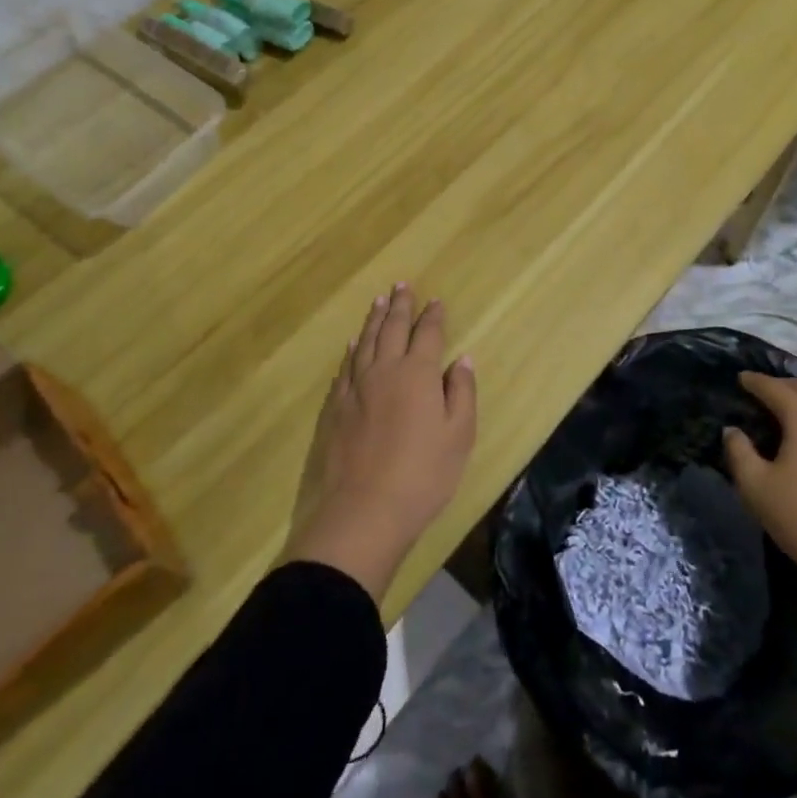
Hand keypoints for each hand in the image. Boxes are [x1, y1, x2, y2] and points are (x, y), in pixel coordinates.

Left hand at [289, 285, 477, 601]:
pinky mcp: (334, 408)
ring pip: (365, 342)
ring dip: (374, 320)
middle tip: (402, 285)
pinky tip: (354, 344)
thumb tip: (462, 360)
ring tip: (379, 301)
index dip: (433, 316)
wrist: (362, 512)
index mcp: (417, 374)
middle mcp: (384, 370)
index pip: (428, 334)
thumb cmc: (422, 475)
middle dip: (400, 305)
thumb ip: (461, 392)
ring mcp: (354, 388)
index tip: (436, 301)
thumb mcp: (459, 435)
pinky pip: (345, 367)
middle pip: (392, 328)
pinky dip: (352, 350)